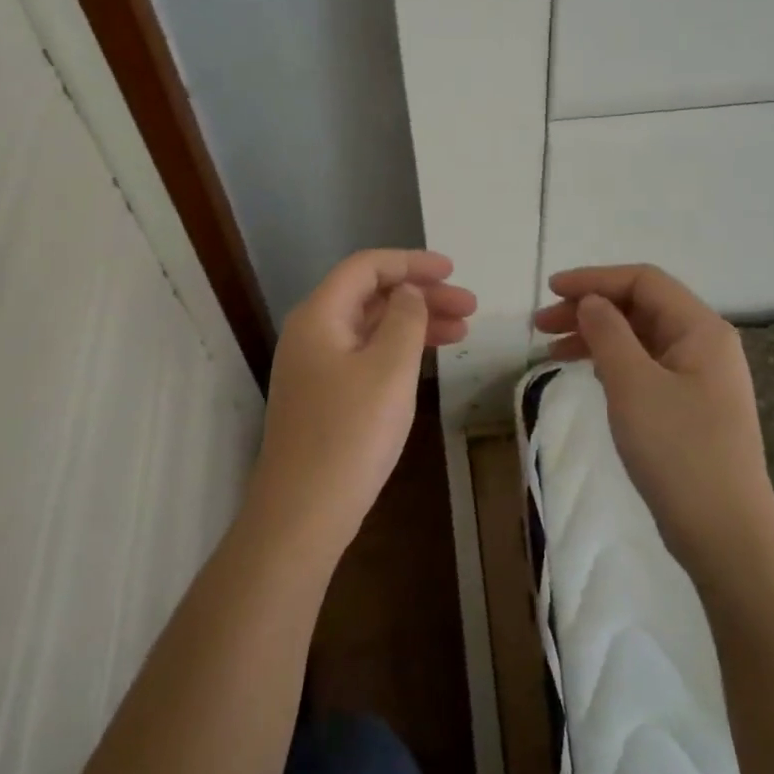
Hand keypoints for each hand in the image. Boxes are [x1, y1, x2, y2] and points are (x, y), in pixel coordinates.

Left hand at [250, 250, 475, 551]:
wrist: (303, 512)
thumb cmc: (350, 434)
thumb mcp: (389, 369)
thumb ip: (405, 319)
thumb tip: (408, 292)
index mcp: (319, 316)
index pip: (365, 267)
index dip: (410, 262)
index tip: (453, 271)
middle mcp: (311, 333)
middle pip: (370, 295)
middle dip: (420, 295)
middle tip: (470, 307)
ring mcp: (314, 367)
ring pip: (370, 327)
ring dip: (414, 323)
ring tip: (463, 332)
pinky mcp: (323, 396)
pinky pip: (365, 355)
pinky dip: (397, 350)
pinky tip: (427, 360)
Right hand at [535, 264, 773, 584]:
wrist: (724, 532)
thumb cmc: (678, 451)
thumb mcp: (633, 384)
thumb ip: (608, 332)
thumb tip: (591, 302)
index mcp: (701, 329)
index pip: (643, 281)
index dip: (594, 279)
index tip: (550, 291)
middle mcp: (704, 344)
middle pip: (641, 307)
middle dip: (589, 308)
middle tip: (540, 326)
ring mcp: (699, 377)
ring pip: (640, 338)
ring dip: (595, 336)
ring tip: (550, 351)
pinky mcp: (689, 406)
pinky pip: (644, 367)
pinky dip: (611, 362)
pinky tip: (586, 372)